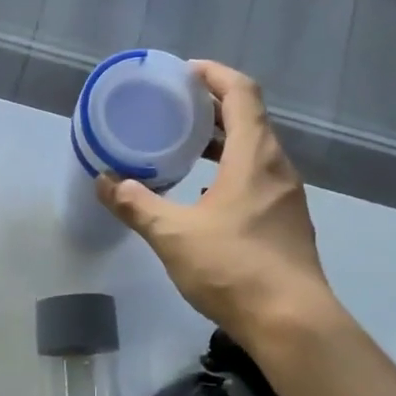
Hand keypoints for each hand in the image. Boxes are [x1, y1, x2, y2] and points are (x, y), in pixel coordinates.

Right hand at [98, 61, 336, 342]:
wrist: (292, 322)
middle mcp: (277, 167)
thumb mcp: (173, 235)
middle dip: (212, 107)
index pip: (241, 92)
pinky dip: (231, 171)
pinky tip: (205, 195)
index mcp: (254, 156)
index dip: (214, 75)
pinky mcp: (287, 223)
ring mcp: (287, 196)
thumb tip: (104, 181)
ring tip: (185, 148)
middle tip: (174, 109)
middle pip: (249, 118)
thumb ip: (136, 204)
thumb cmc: (233, 268)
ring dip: (223, 142)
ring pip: (255, 151)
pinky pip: (258, 178)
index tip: (183, 74)